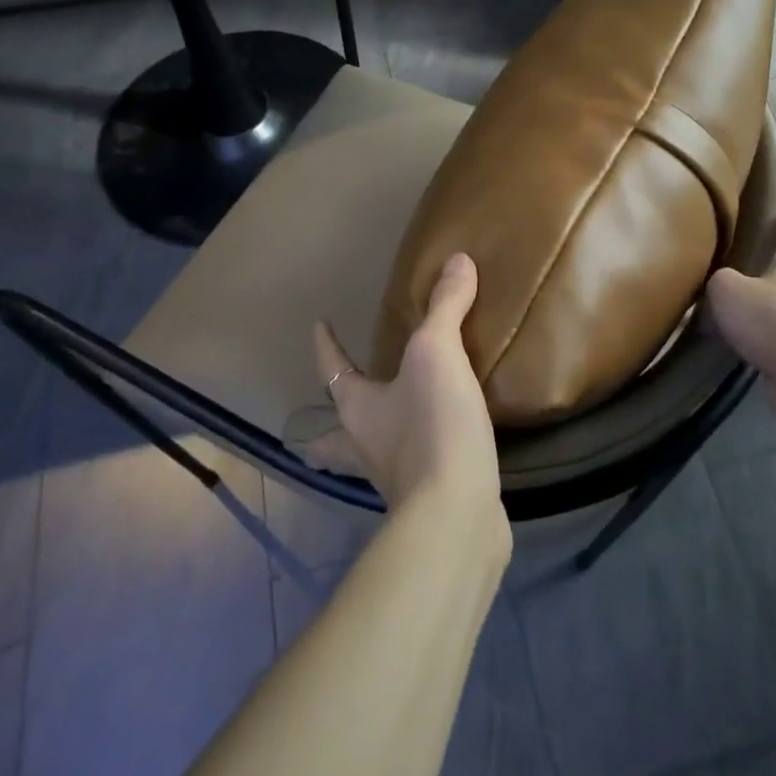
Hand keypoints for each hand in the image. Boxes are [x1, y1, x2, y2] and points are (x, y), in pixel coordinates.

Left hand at [312, 254, 504, 520]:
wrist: (457, 515)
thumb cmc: (433, 427)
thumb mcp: (438, 354)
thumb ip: (445, 307)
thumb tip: (457, 260)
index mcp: (356, 409)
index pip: (332, 369)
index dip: (326, 345)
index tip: (318, 324)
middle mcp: (365, 446)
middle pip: (333, 434)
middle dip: (327, 426)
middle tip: (324, 415)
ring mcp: (394, 478)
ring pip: (370, 456)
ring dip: (370, 443)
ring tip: (384, 428)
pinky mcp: (427, 498)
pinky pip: (415, 470)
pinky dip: (418, 457)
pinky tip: (440, 448)